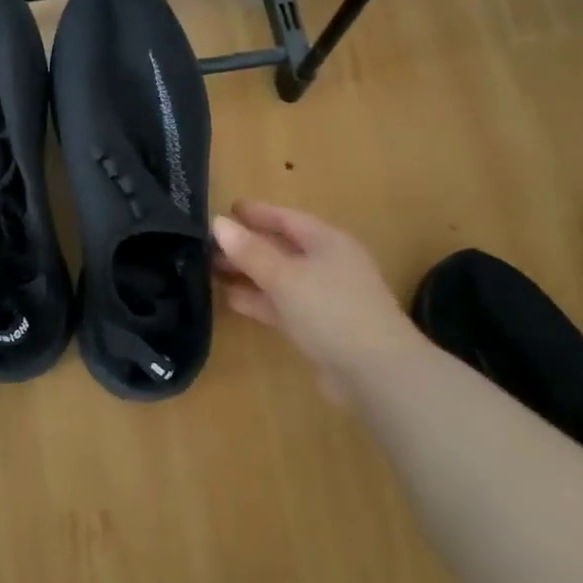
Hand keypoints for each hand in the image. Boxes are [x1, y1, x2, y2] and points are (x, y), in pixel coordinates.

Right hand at [212, 200, 419, 401]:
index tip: (223, 210)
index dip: (255, 213)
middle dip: (246, 245)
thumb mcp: (285, 276)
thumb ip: (250, 251)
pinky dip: (257, 300)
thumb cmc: (330, 310)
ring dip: (247, 273)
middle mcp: (328, 264)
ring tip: (210, 270)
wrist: (375, 372)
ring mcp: (324, 297)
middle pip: (281, 247)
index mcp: (327, 242)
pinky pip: (281, 304)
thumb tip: (218, 222)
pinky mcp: (318, 326)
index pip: (286, 218)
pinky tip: (231, 300)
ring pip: (279, 277)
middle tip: (206, 244)